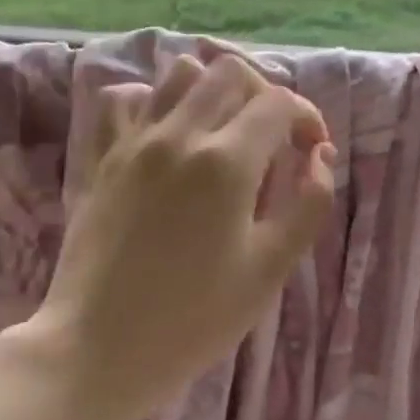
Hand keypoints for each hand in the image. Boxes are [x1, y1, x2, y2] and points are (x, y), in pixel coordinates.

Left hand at [26, 53, 336, 419]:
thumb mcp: (270, 269)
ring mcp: (133, 140)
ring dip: (211, 89)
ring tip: (222, 130)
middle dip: (263, 94)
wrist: (99, 348)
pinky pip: (124, 98)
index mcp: (226, 162)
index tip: (312, 149)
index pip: (278, 102)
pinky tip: (165, 132)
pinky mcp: (101, 155)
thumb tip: (320, 156)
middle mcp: (179, 134)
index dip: (307, 117)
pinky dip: (151, 99)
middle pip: (230, 72)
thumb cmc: (194, 318)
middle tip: (271, 137)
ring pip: (178, 73)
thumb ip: (308, 204)